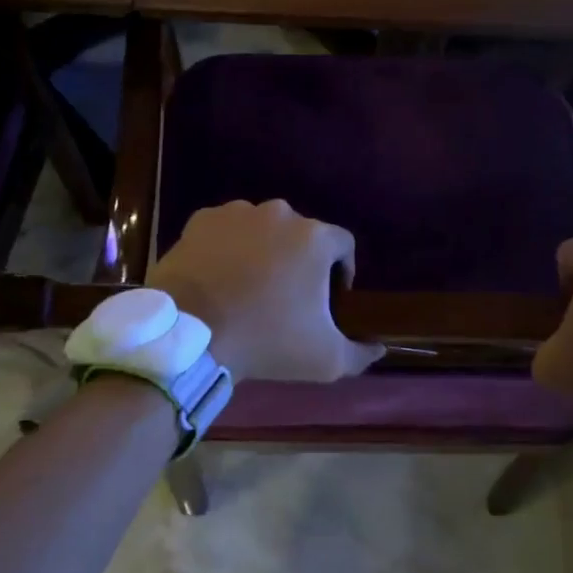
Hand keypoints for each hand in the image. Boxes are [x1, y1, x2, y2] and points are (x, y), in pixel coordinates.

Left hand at [148, 201, 384, 383]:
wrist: (192, 335)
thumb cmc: (267, 340)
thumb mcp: (325, 359)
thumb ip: (360, 353)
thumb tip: (380, 348)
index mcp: (315, 238)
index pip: (344, 243)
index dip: (343, 268)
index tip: (332, 296)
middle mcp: (279, 214)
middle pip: (301, 234)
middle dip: (300, 259)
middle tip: (288, 294)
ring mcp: (237, 212)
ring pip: (261, 228)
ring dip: (263, 249)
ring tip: (251, 284)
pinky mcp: (202, 220)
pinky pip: (225, 230)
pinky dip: (227, 246)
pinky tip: (220, 275)